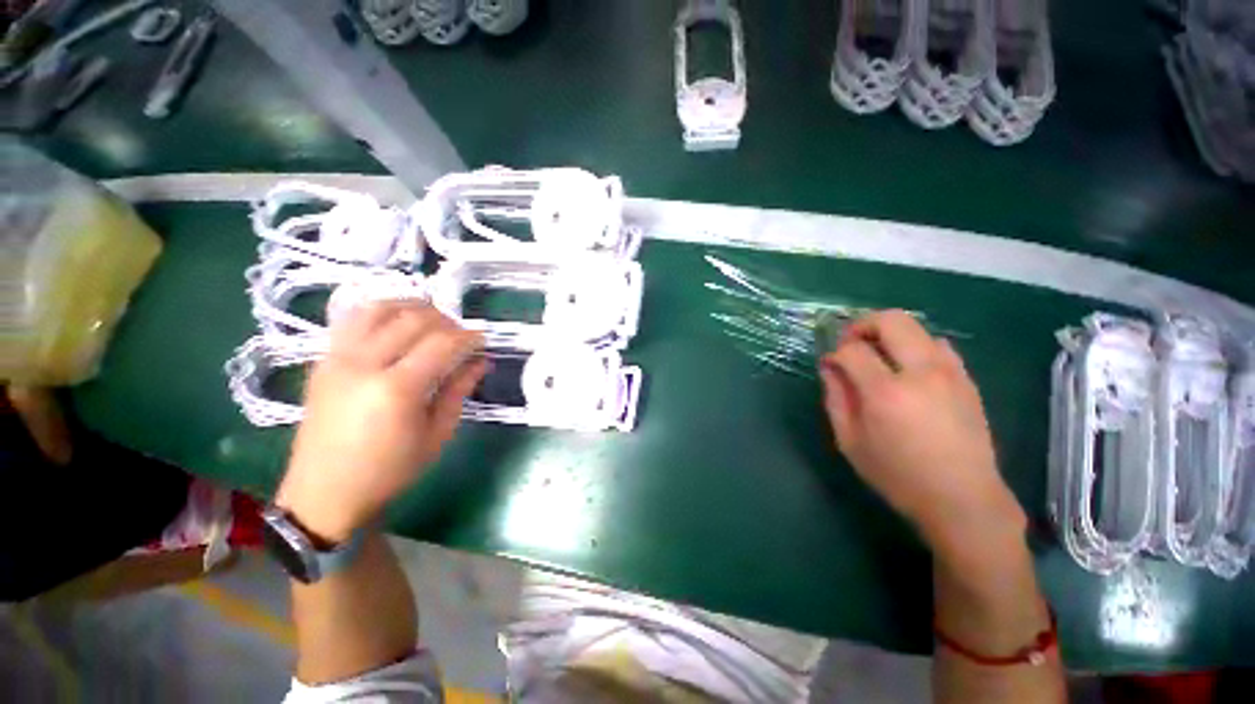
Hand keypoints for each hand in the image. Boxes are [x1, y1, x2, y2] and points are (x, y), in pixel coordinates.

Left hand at [276, 301, 486, 543]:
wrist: (324, 492)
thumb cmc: (389, 471)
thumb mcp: (437, 435)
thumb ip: (458, 390)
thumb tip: (481, 361)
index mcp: (396, 390)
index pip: (442, 344)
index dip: (469, 337)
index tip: (483, 340)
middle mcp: (364, 365)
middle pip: (414, 320)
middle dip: (447, 321)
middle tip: (461, 336)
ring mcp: (337, 358)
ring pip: (380, 309)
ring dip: (413, 308)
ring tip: (433, 322)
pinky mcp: (323, 360)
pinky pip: (353, 319)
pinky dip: (382, 311)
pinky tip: (398, 322)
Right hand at [818, 310, 1024, 560]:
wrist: (963, 499)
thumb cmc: (897, 475)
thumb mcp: (850, 441)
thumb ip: (835, 398)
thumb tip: (829, 366)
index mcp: (886, 392)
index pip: (852, 349)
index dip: (835, 352)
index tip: (831, 364)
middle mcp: (921, 373)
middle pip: (890, 320)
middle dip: (862, 325)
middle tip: (851, 345)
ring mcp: (950, 373)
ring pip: (916, 327)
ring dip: (888, 334)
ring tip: (878, 358)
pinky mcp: (966, 379)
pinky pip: (937, 345)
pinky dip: (914, 346)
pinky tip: (908, 371)